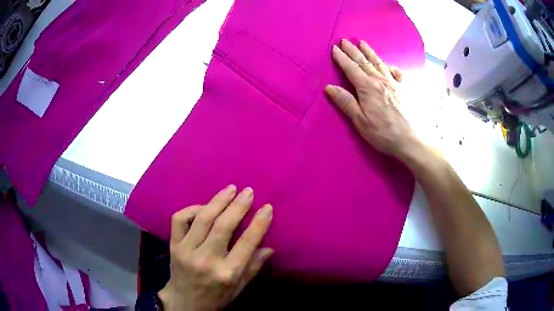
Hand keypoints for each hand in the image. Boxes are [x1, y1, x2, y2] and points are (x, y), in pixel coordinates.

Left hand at [159, 185, 273, 310]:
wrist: (185, 303)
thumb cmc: (216, 297)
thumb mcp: (239, 287)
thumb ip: (254, 267)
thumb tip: (270, 247)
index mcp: (227, 273)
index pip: (247, 243)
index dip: (259, 223)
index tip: (267, 207)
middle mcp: (207, 260)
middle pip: (223, 226)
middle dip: (238, 206)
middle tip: (248, 191)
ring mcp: (187, 251)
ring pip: (203, 219)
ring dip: (218, 201)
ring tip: (230, 189)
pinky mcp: (174, 246)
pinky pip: (179, 220)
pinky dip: (192, 209)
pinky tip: (203, 206)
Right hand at [325, 39, 421, 161]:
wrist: (410, 140)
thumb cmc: (383, 133)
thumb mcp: (360, 121)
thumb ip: (346, 102)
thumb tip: (329, 87)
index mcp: (367, 87)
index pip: (351, 68)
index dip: (342, 58)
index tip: (334, 48)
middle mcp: (380, 81)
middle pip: (364, 62)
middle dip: (353, 50)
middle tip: (345, 41)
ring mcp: (394, 83)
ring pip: (379, 63)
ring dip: (369, 52)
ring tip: (362, 43)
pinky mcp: (405, 89)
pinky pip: (398, 73)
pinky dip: (391, 66)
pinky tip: (388, 64)